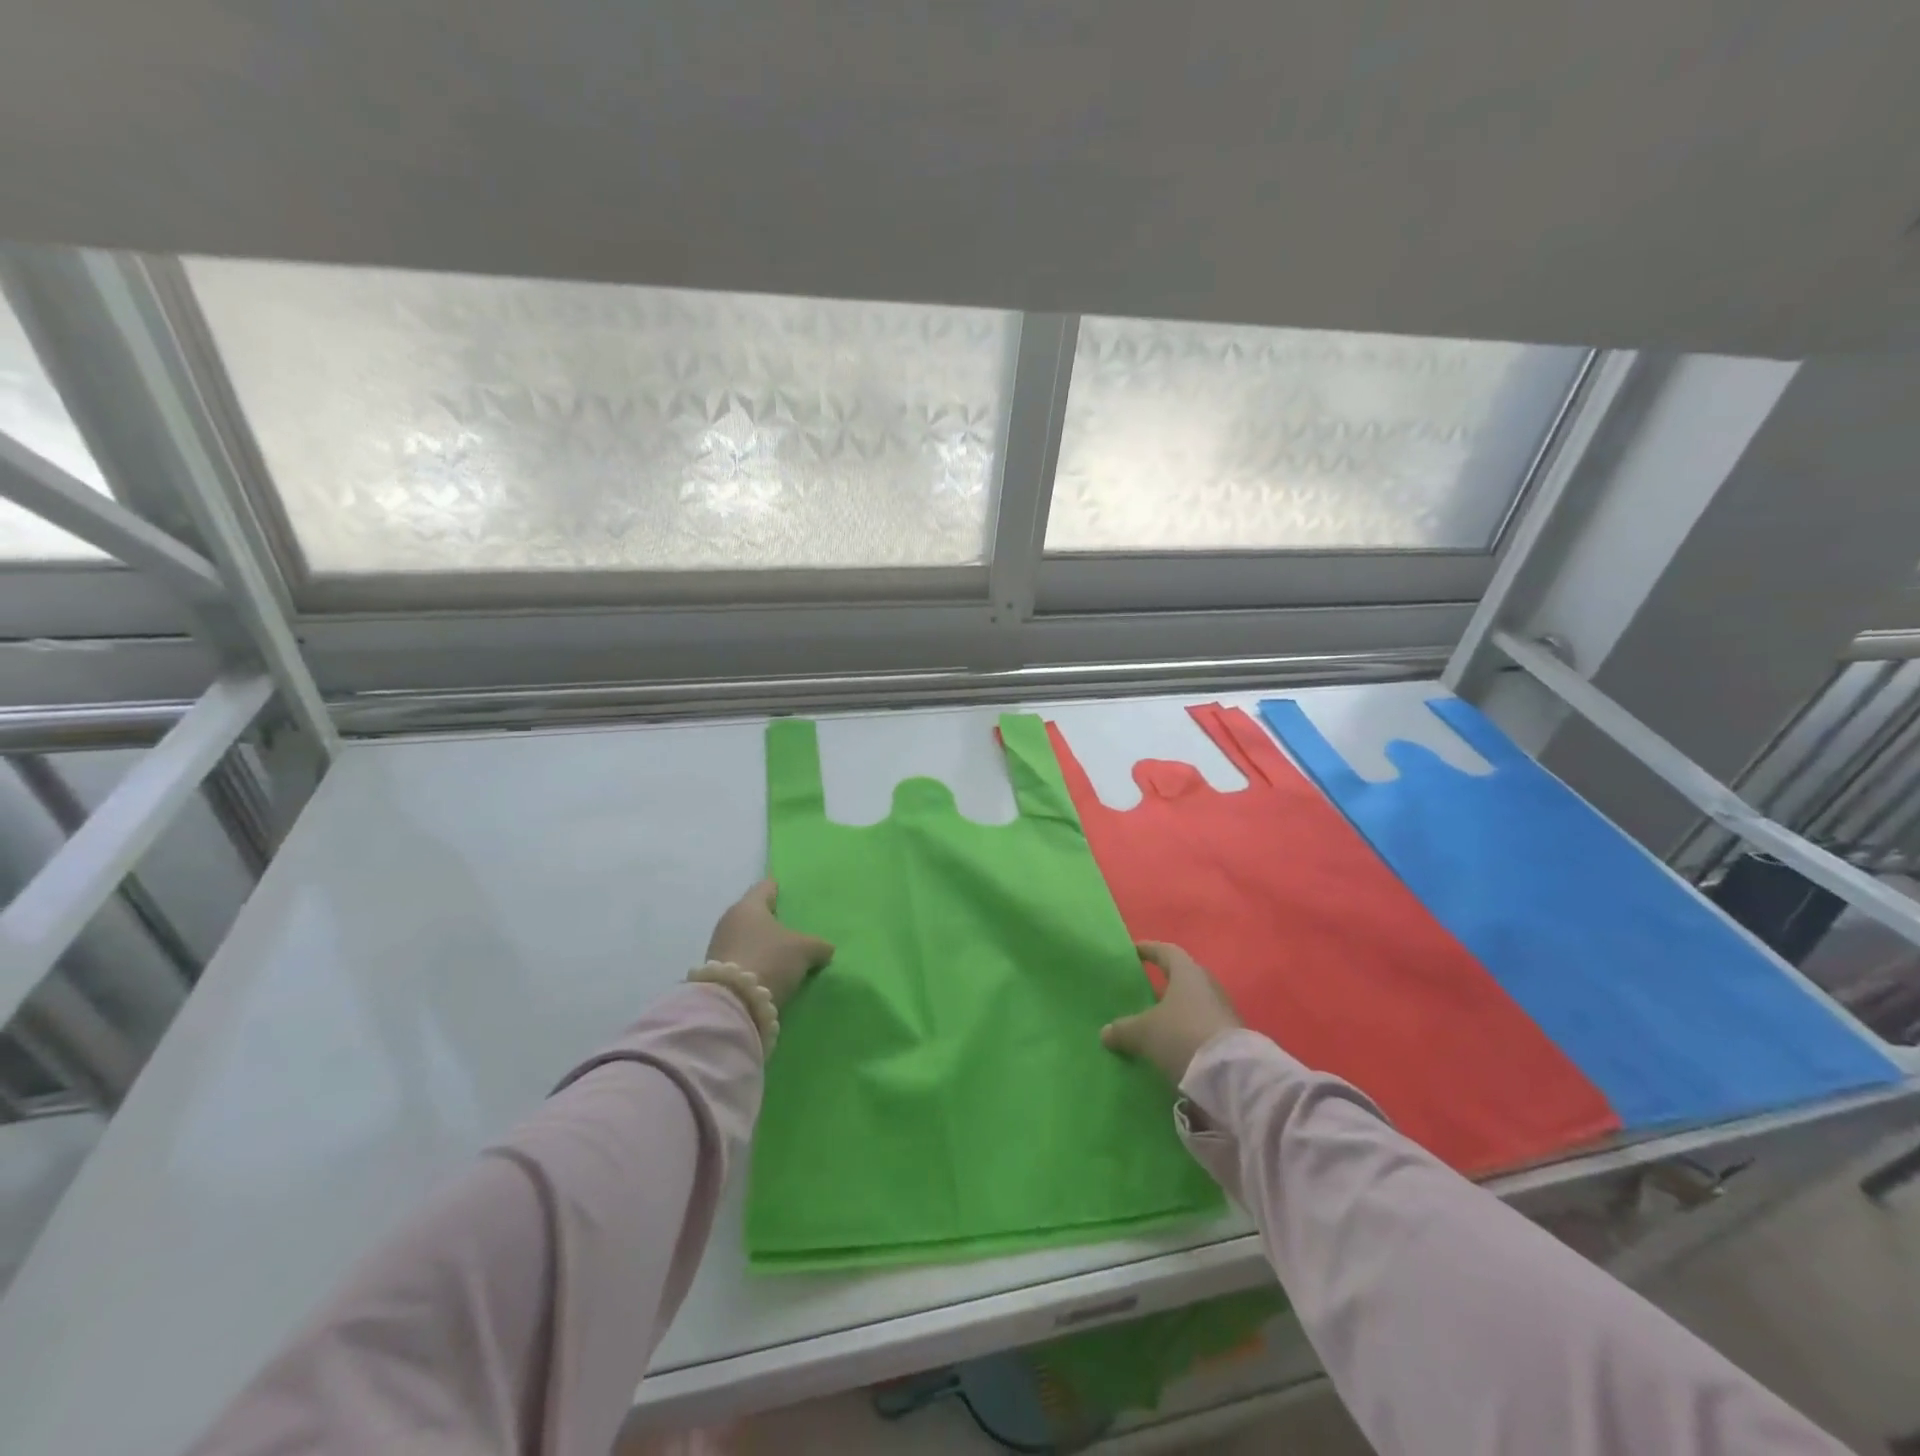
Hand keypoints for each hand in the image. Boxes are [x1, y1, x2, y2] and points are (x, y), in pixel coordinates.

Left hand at [705, 879, 833, 1007]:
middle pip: (754, 914)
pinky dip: (755, 961)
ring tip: (784, 952)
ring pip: (747, 937)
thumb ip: (818, 945)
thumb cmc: (769, 960)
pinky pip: (742, 958)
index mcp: (748, 906)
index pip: (765, 887)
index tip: (790, 892)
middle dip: (772, 920)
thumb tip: (825, 949)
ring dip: (762, 944)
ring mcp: (719, 946)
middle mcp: (729, 921)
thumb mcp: (804, 950)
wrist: (733, 1004)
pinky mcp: (717, 972)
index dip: (779, 889)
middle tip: (793, 926)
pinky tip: (770, 971)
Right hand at [1101, 942, 1241, 1084]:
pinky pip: (1202, 1026)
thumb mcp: (1145, 1033)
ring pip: (1193, 1004)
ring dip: (1176, 1010)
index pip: (1166, 951)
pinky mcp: (1231, 1038)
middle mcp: (1208, 986)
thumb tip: (1105, 1032)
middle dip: (1163, 983)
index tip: (1134, 951)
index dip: (1149, 949)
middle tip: (1143, 990)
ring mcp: (1223, 1011)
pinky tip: (1173, 1045)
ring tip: (1155, 1022)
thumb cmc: (1183, 1036)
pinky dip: (1187, 1031)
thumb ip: (1124, 1029)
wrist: (1232, 1076)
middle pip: (1182, 977)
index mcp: (1187, 973)